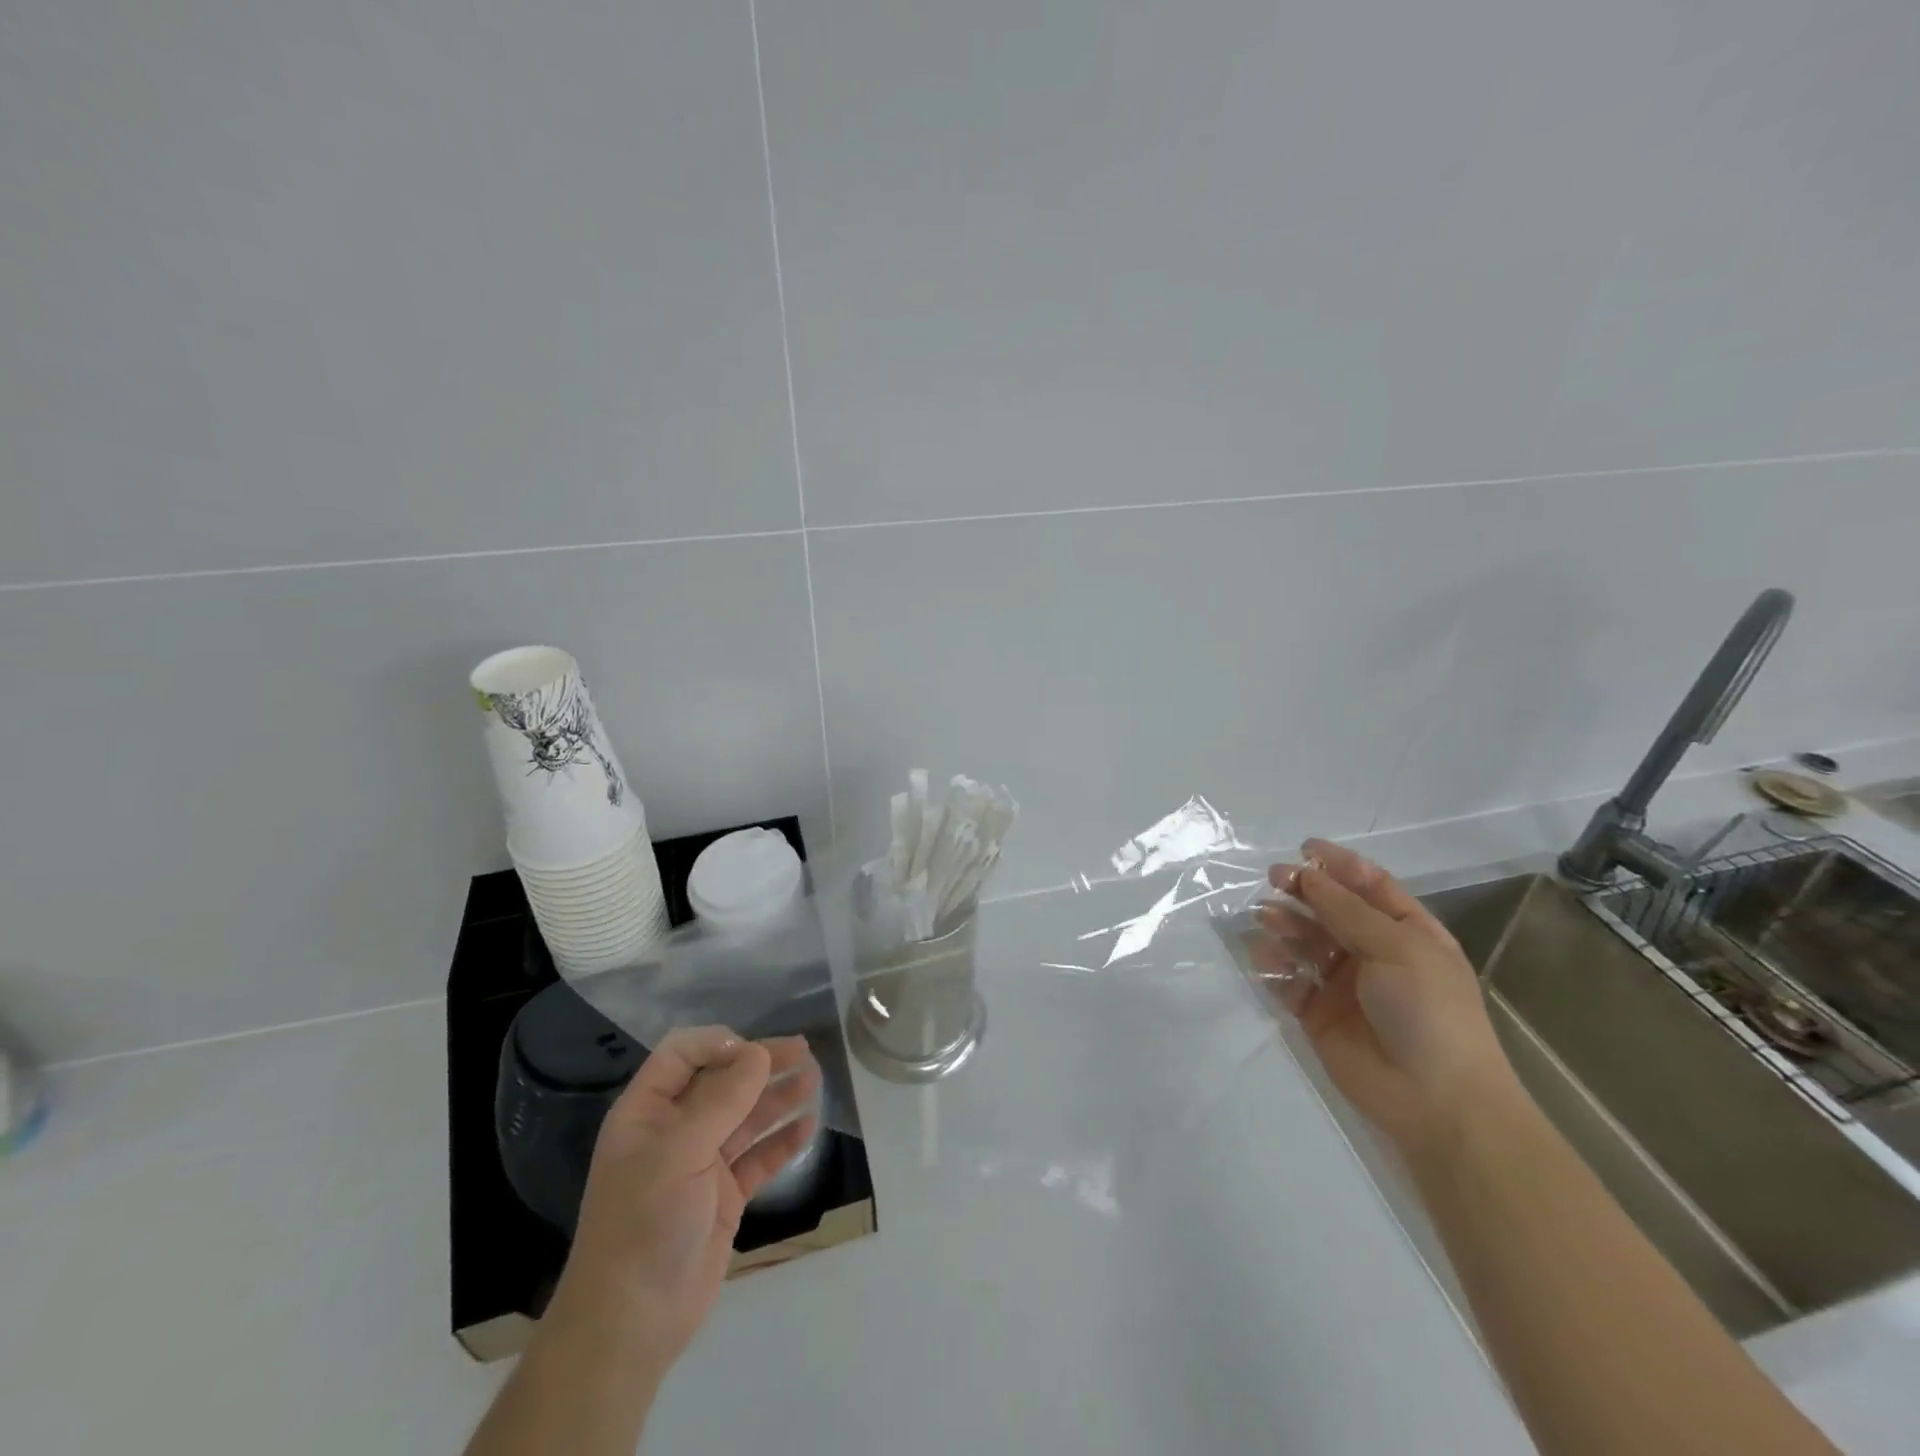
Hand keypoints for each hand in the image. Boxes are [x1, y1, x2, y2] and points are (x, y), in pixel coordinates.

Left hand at [548, 1026, 822, 1372]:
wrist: (630, 1326)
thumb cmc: (643, 1225)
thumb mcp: (679, 1153)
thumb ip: (722, 1099)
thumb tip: (759, 1052)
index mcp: (647, 1111)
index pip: (682, 1054)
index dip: (718, 1043)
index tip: (754, 1052)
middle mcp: (674, 1130)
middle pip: (722, 1081)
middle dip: (760, 1064)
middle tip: (803, 1050)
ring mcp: (701, 1164)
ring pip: (745, 1116)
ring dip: (778, 1097)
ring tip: (814, 1080)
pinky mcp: (724, 1196)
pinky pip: (758, 1157)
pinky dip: (782, 1141)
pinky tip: (808, 1127)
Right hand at [1249, 839, 1518, 1157]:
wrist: (1436, 1100)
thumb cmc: (1429, 1011)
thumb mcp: (1398, 948)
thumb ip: (1347, 910)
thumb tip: (1306, 874)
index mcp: (1407, 932)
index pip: (1370, 886)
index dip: (1339, 865)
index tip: (1303, 849)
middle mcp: (1373, 952)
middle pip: (1330, 910)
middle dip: (1303, 891)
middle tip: (1273, 880)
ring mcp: (1342, 984)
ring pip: (1304, 941)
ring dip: (1284, 925)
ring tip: (1266, 919)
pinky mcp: (1316, 1013)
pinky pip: (1288, 979)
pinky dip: (1273, 965)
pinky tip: (1264, 957)